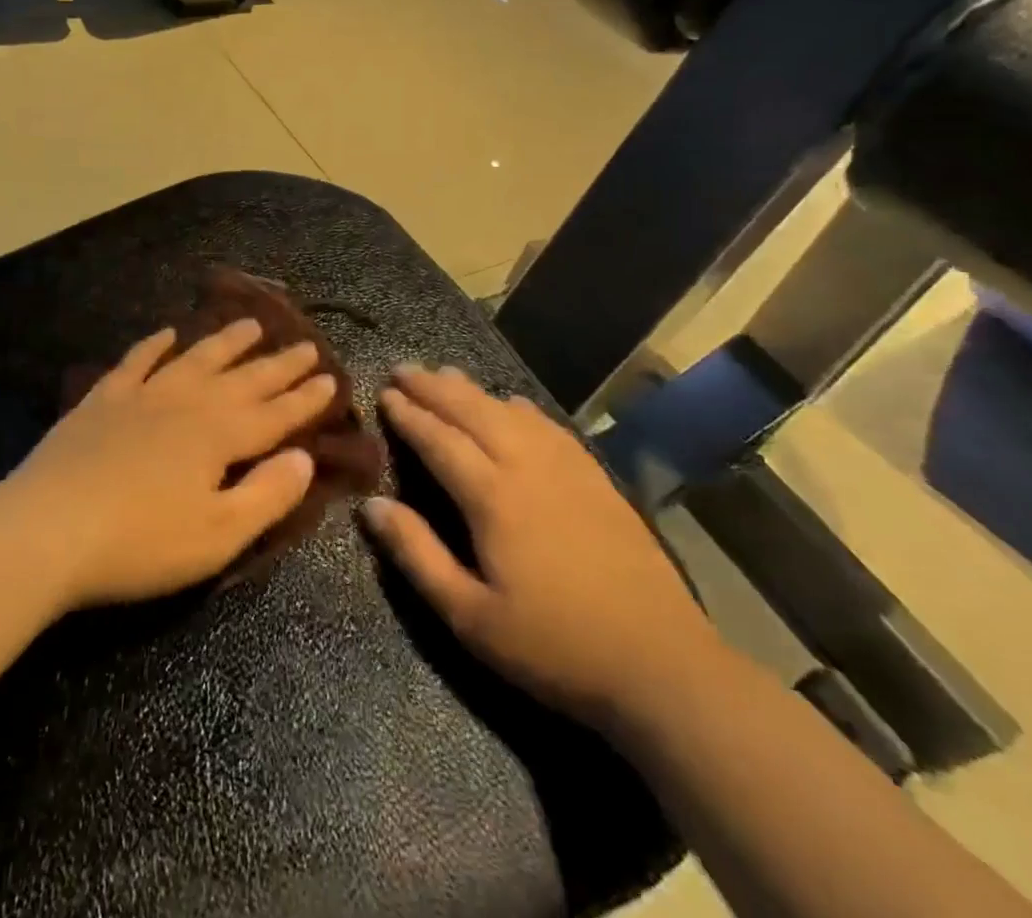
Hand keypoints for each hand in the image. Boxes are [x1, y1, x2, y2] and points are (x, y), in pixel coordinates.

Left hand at [6, 319, 335, 610]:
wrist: (46, 529)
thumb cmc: (140, 544)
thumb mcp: (217, 536)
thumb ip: (267, 495)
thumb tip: (305, 458)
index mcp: (219, 437)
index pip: (275, 414)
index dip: (306, 399)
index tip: (331, 377)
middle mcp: (188, 404)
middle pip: (243, 379)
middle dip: (279, 364)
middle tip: (306, 344)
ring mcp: (142, 396)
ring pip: (195, 359)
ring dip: (226, 342)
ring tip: (251, 324)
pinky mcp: (102, 400)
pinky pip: (135, 362)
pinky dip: (154, 346)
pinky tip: (167, 334)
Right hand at [363, 366, 720, 727]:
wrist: (660, 663)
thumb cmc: (554, 646)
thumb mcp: (470, 616)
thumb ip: (418, 554)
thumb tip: (371, 504)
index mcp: (492, 497)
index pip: (439, 440)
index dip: (409, 414)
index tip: (384, 393)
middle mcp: (526, 466)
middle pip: (472, 411)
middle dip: (433, 387)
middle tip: (403, 368)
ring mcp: (566, 467)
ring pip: (509, 411)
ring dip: (472, 389)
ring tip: (445, 374)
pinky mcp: (595, 477)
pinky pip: (547, 425)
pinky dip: (519, 407)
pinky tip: (512, 404)